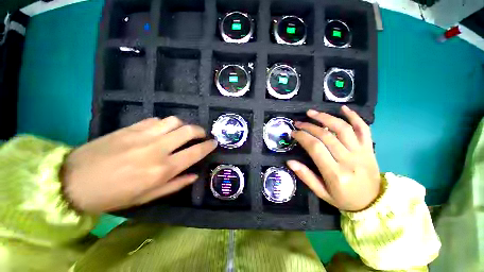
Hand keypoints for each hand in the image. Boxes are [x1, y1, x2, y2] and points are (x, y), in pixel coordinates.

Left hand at [61, 117, 216, 212]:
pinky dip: (165, 124)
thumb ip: (175, 185)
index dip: (208, 146)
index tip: (214, 143)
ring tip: (183, 132)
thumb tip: (194, 175)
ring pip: (174, 121)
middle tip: (202, 134)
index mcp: (162, 169)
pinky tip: (163, 130)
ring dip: (183, 125)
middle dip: (200, 131)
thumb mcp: (147, 198)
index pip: (194, 153)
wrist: (73, 182)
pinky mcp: (130, 128)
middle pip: (188, 131)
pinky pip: (156, 120)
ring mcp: (143, 135)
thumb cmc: (113, 196)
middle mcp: (157, 149)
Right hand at [287, 106, 380, 211]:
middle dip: (309, 126)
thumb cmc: (344, 199)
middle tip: (298, 122)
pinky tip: (343, 108)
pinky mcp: (369, 148)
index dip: (302, 137)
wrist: (373, 203)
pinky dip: (354, 116)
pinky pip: (364, 128)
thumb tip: (290, 162)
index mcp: (335, 173)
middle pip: (326, 136)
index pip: (315, 148)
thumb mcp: (322, 193)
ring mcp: (362, 152)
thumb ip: (306, 176)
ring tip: (312, 112)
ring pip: (343, 128)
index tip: (293, 132)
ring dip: (326, 117)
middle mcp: (349, 160)